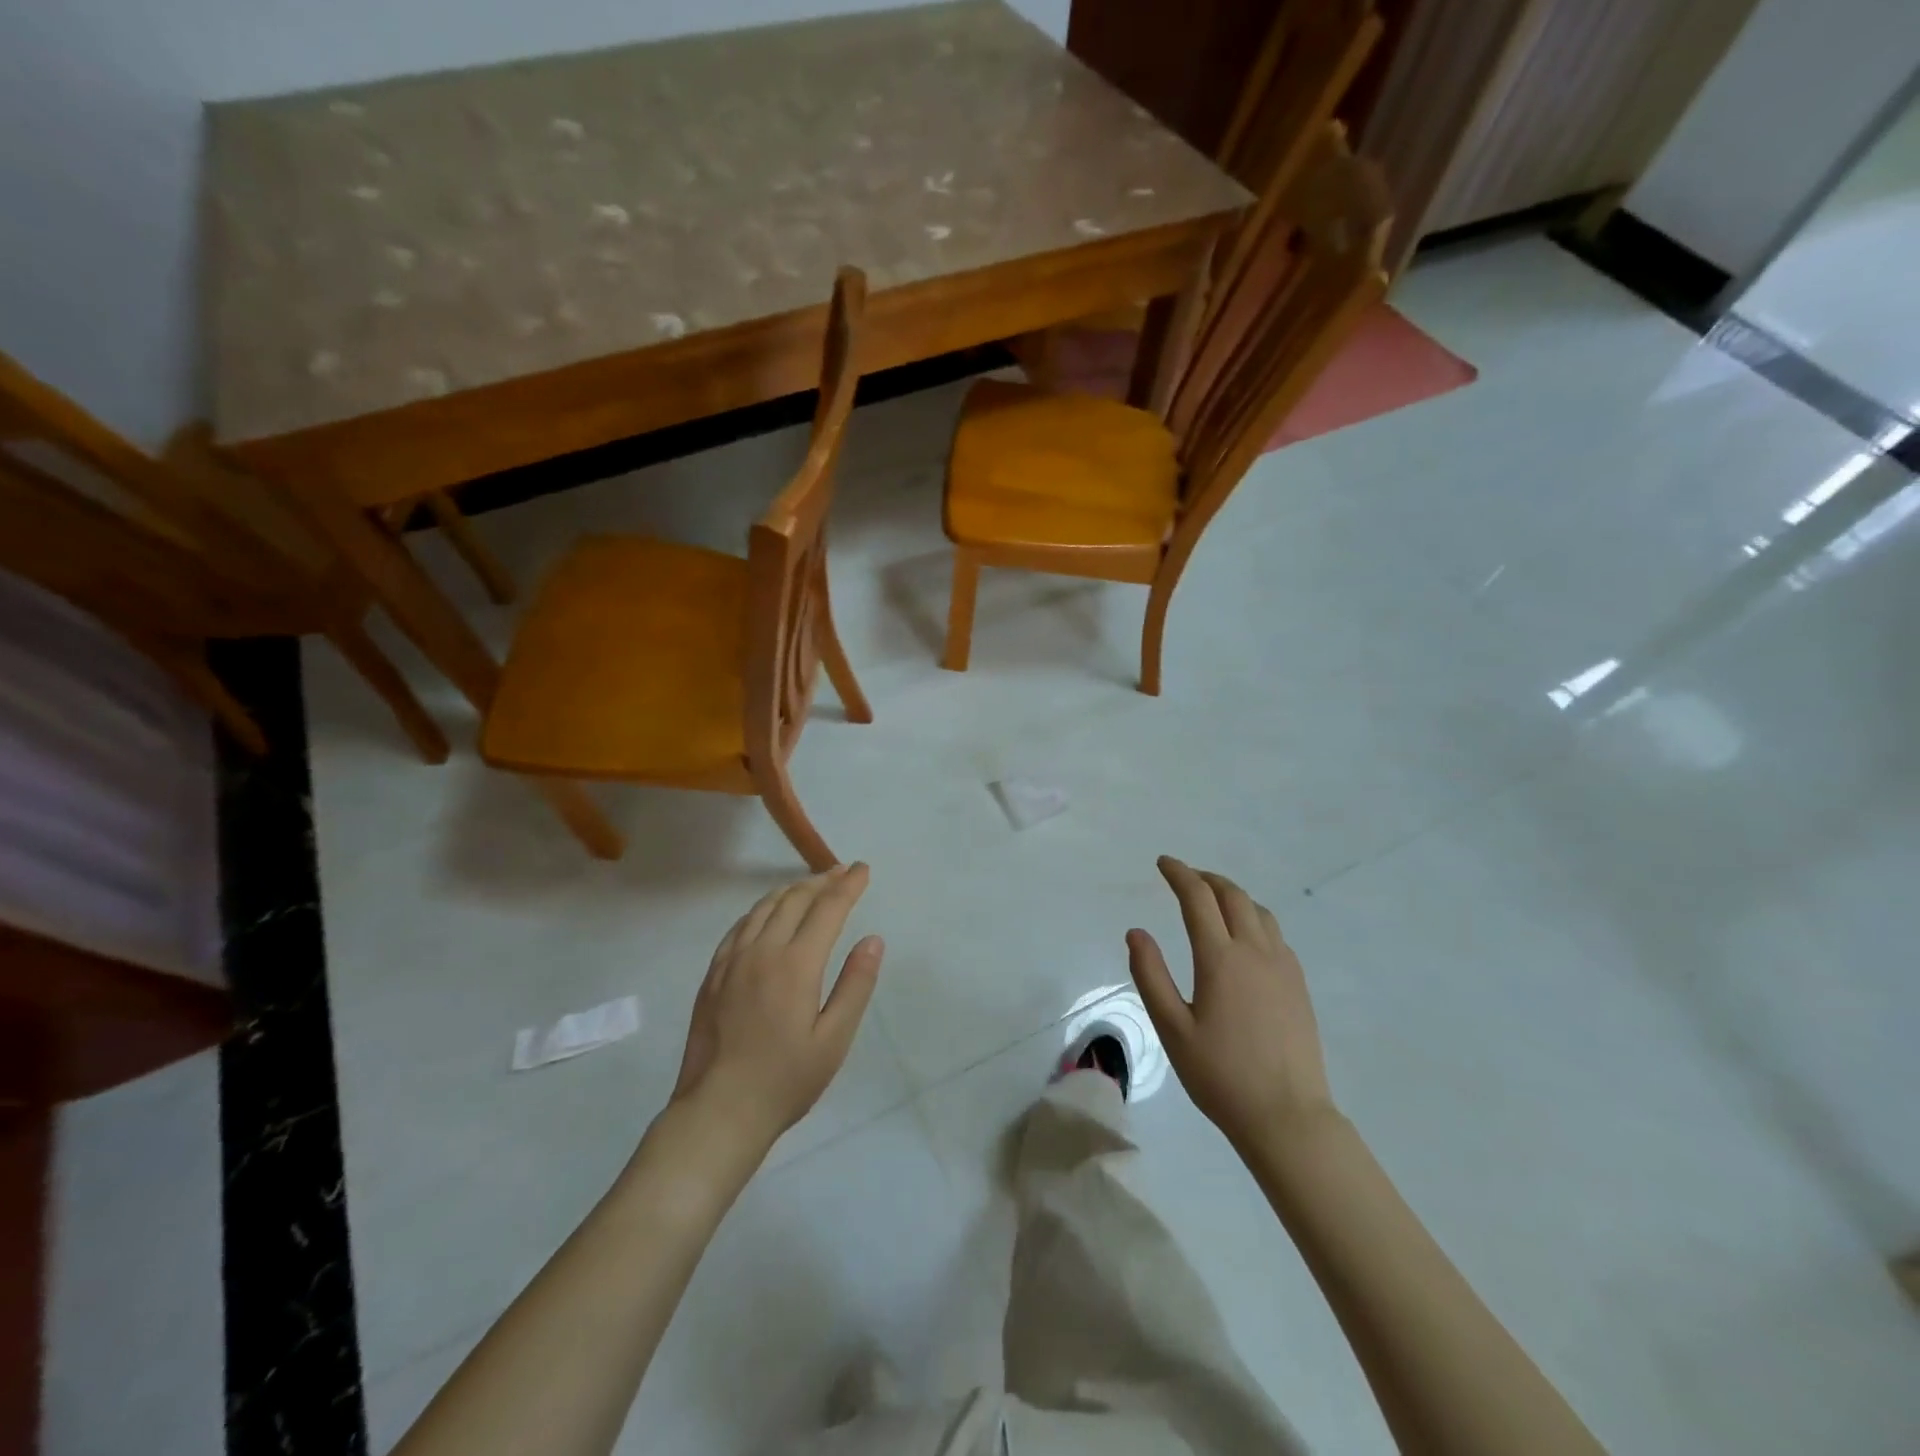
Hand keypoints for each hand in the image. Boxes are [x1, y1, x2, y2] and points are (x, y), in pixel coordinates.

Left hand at [671, 864, 884, 1153]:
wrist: (719, 1111)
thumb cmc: (785, 1080)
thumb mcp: (834, 1039)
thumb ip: (855, 985)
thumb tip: (872, 940)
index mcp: (796, 965)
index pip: (827, 909)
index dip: (848, 885)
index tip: (863, 869)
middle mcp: (762, 951)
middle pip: (794, 900)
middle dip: (822, 882)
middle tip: (842, 872)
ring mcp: (732, 961)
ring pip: (764, 908)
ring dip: (791, 890)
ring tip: (810, 886)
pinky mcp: (713, 975)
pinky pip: (740, 926)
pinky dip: (761, 909)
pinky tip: (767, 914)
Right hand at [1126, 857, 1333, 1147]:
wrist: (1287, 1117)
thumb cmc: (1220, 1076)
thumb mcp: (1172, 1028)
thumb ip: (1150, 975)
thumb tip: (1136, 932)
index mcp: (1220, 959)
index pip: (1197, 898)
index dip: (1179, 874)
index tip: (1163, 863)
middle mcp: (1255, 952)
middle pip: (1232, 896)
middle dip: (1206, 878)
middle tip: (1184, 877)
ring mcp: (1283, 967)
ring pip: (1258, 911)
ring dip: (1232, 895)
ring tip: (1212, 900)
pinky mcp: (1298, 984)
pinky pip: (1275, 933)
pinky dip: (1253, 917)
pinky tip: (1244, 936)